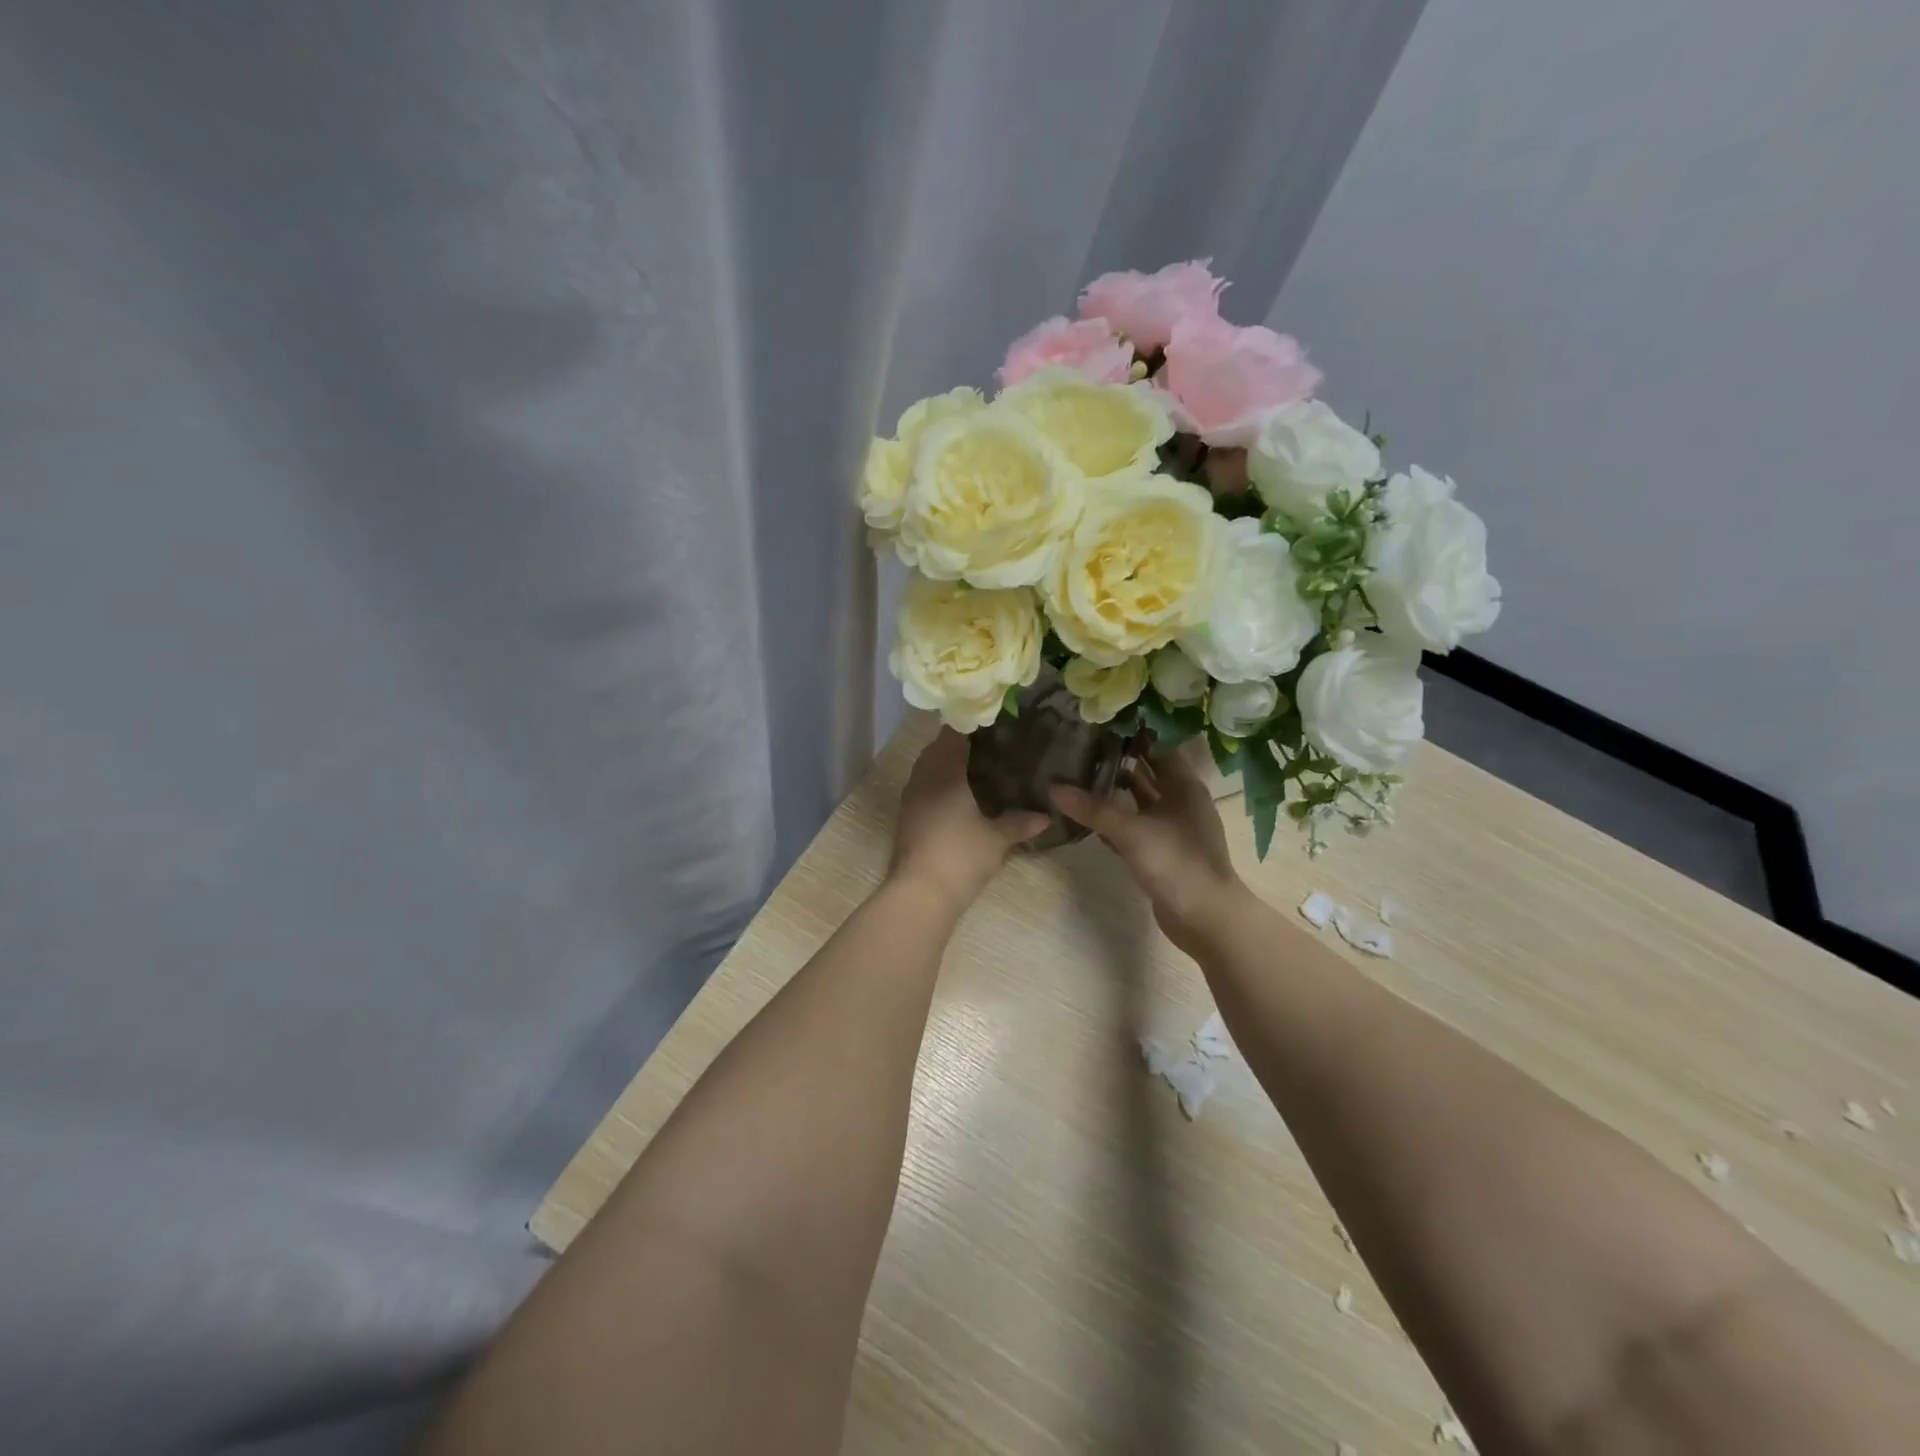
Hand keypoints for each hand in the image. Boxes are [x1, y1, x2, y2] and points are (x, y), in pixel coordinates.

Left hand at [889, 730, 1048, 913]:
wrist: (920, 893)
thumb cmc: (961, 855)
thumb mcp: (997, 838)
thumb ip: (1020, 823)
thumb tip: (1046, 816)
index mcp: (944, 771)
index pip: (953, 734)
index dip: (970, 724)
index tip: (993, 722)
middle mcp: (922, 777)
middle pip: (937, 748)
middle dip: (959, 743)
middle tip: (990, 743)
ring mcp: (910, 798)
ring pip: (927, 768)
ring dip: (946, 764)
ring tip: (976, 767)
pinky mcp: (906, 818)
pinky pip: (923, 787)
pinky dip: (939, 783)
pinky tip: (959, 795)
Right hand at [1052, 748, 1246, 957]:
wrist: (1206, 918)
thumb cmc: (1176, 863)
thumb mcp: (1131, 832)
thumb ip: (1093, 809)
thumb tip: (1054, 788)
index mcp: (1184, 785)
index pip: (1159, 745)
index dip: (1134, 731)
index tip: (1102, 718)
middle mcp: (1181, 800)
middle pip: (1149, 770)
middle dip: (1119, 758)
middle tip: (1082, 742)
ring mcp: (1173, 827)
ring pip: (1141, 799)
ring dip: (1116, 788)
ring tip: (1080, 772)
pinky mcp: (1163, 850)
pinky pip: (1136, 824)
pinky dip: (1117, 818)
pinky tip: (1089, 814)